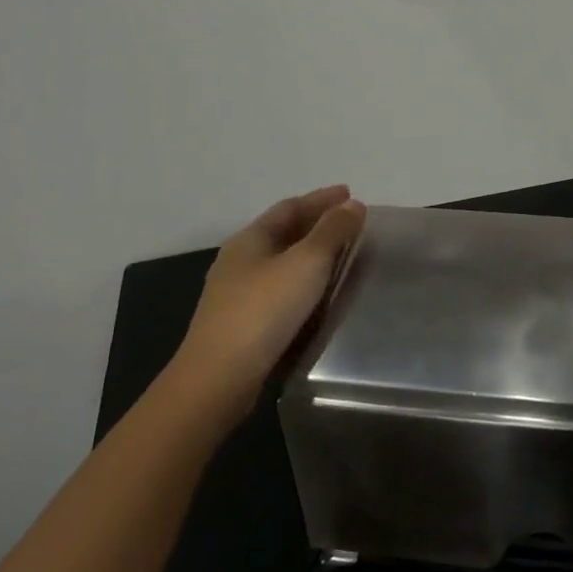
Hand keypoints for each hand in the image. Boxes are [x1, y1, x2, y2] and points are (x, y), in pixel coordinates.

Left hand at [175, 186, 366, 394]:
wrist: (220, 377)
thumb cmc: (264, 309)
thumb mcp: (306, 262)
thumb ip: (332, 231)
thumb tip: (353, 204)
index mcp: (250, 239)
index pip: (290, 207)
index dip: (321, 199)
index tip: (350, 194)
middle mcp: (239, 260)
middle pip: (283, 232)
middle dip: (316, 223)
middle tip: (350, 223)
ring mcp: (236, 294)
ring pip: (280, 262)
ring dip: (310, 254)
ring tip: (341, 256)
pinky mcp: (241, 323)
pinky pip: (278, 289)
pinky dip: (302, 281)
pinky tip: (317, 294)